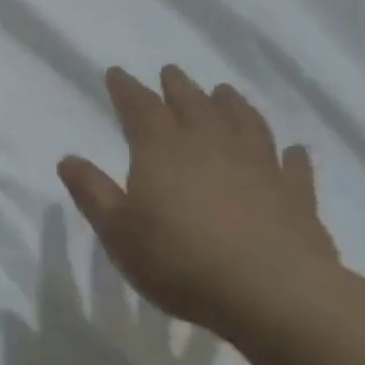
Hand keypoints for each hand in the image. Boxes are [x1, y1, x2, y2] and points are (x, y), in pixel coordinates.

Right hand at [57, 65, 341, 338]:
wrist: (272, 293)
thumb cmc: (180, 260)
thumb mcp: (117, 231)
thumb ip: (92, 192)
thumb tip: (68, 159)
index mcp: (162, 150)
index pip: (140, 107)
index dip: (126, 89)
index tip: (116, 73)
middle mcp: (211, 146)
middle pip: (193, 105)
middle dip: (178, 87)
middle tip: (171, 72)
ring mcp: (259, 167)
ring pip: (245, 123)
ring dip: (233, 105)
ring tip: (225, 92)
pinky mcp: (296, 196)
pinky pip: (292, 166)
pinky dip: (289, 155)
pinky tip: (291, 151)